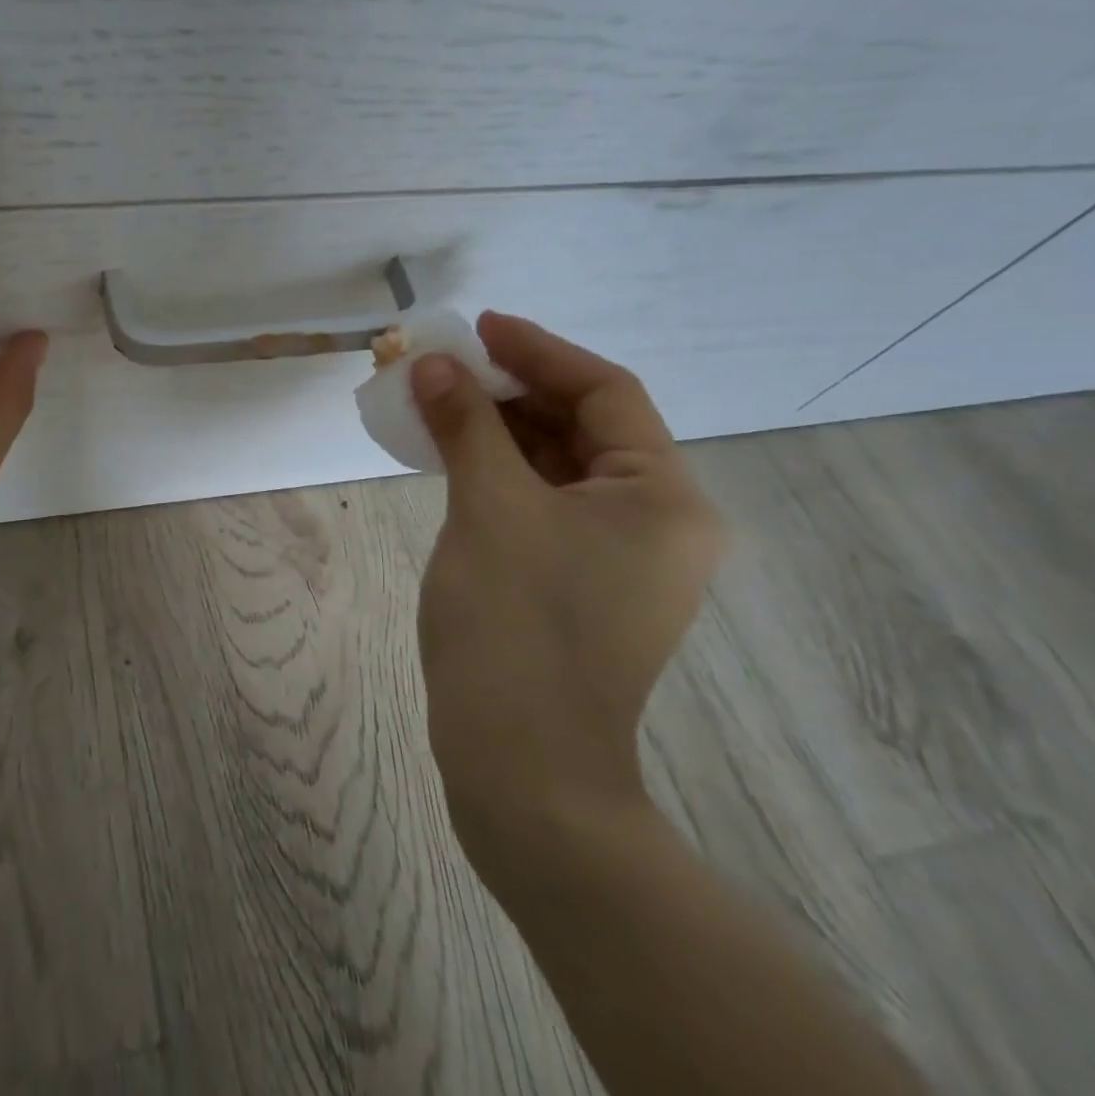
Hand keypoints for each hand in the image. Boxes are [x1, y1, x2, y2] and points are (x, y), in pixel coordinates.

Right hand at [410, 313, 722, 885]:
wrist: (521, 767)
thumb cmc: (516, 625)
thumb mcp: (488, 508)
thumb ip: (465, 424)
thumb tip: (434, 364)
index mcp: (661, 498)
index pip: (605, 393)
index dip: (538, 351)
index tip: (478, 328)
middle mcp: (655, 522)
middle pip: (583, 427)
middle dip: (512, 391)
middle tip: (447, 368)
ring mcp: (618, 558)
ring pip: (557, 466)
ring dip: (499, 430)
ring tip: (438, 404)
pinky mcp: (579, 583)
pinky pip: (541, 503)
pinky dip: (498, 473)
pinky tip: (451, 458)